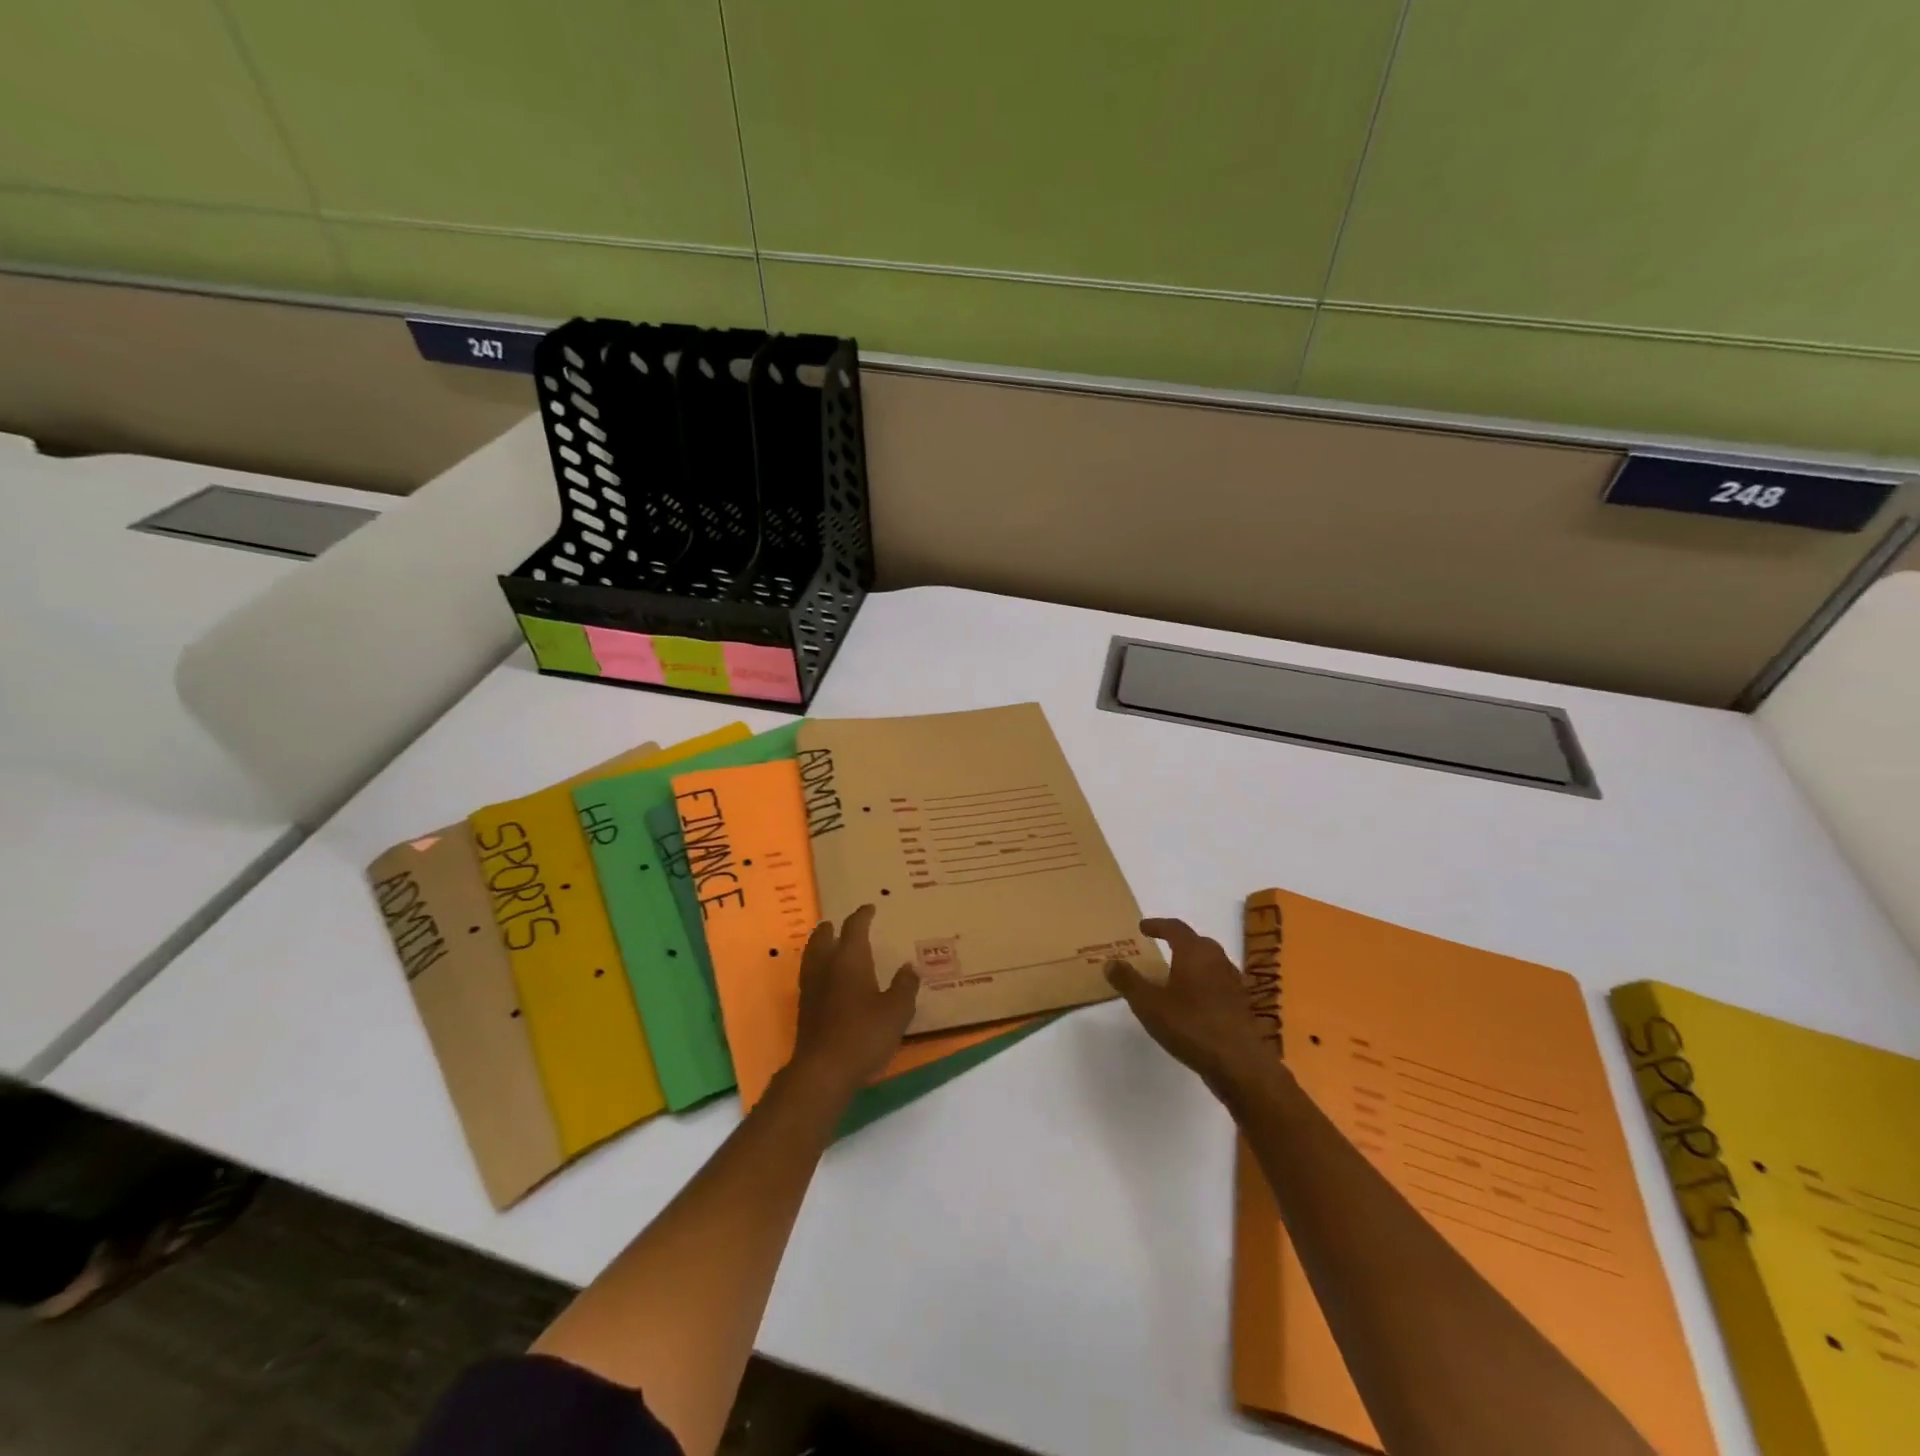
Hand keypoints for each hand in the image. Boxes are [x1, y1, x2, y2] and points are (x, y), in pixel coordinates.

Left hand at [790, 905, 919, 1097]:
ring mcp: (810, 988)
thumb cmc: (863, 1034)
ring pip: (812, 955)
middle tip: (842, 925)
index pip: (854, 927)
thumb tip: (908, 967)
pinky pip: (810, 975)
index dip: (862, 915)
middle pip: (823, 937)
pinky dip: (819, 968)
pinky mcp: (804, 1009)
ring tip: (832, 947)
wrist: (823, 1071)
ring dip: (821, 946)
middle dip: (832, 927)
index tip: (870, 908)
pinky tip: (829, 980)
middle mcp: (826, 966)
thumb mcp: (897, 1011)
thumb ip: (904, 986)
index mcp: (849, 959)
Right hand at [1107, 918, 1275, 1098]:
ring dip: (1193, 962)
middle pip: (1198, 942)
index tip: (1143, 927)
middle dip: (1179, 941)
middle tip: (1161, 946)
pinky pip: (1219, 983)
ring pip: (1211, 962)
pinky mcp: (1241, 1005)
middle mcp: (1217, 961)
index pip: (1175, 928)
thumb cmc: (1190, 1026)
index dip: (1158, 925)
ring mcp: (1233, 983)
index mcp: (1194, 953)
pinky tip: (1195, 1001)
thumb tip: (1110, 962)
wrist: (1239, 1063)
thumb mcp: (1148, 1004)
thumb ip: (1128, 981)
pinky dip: (1205, 983)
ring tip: (1176, 974)